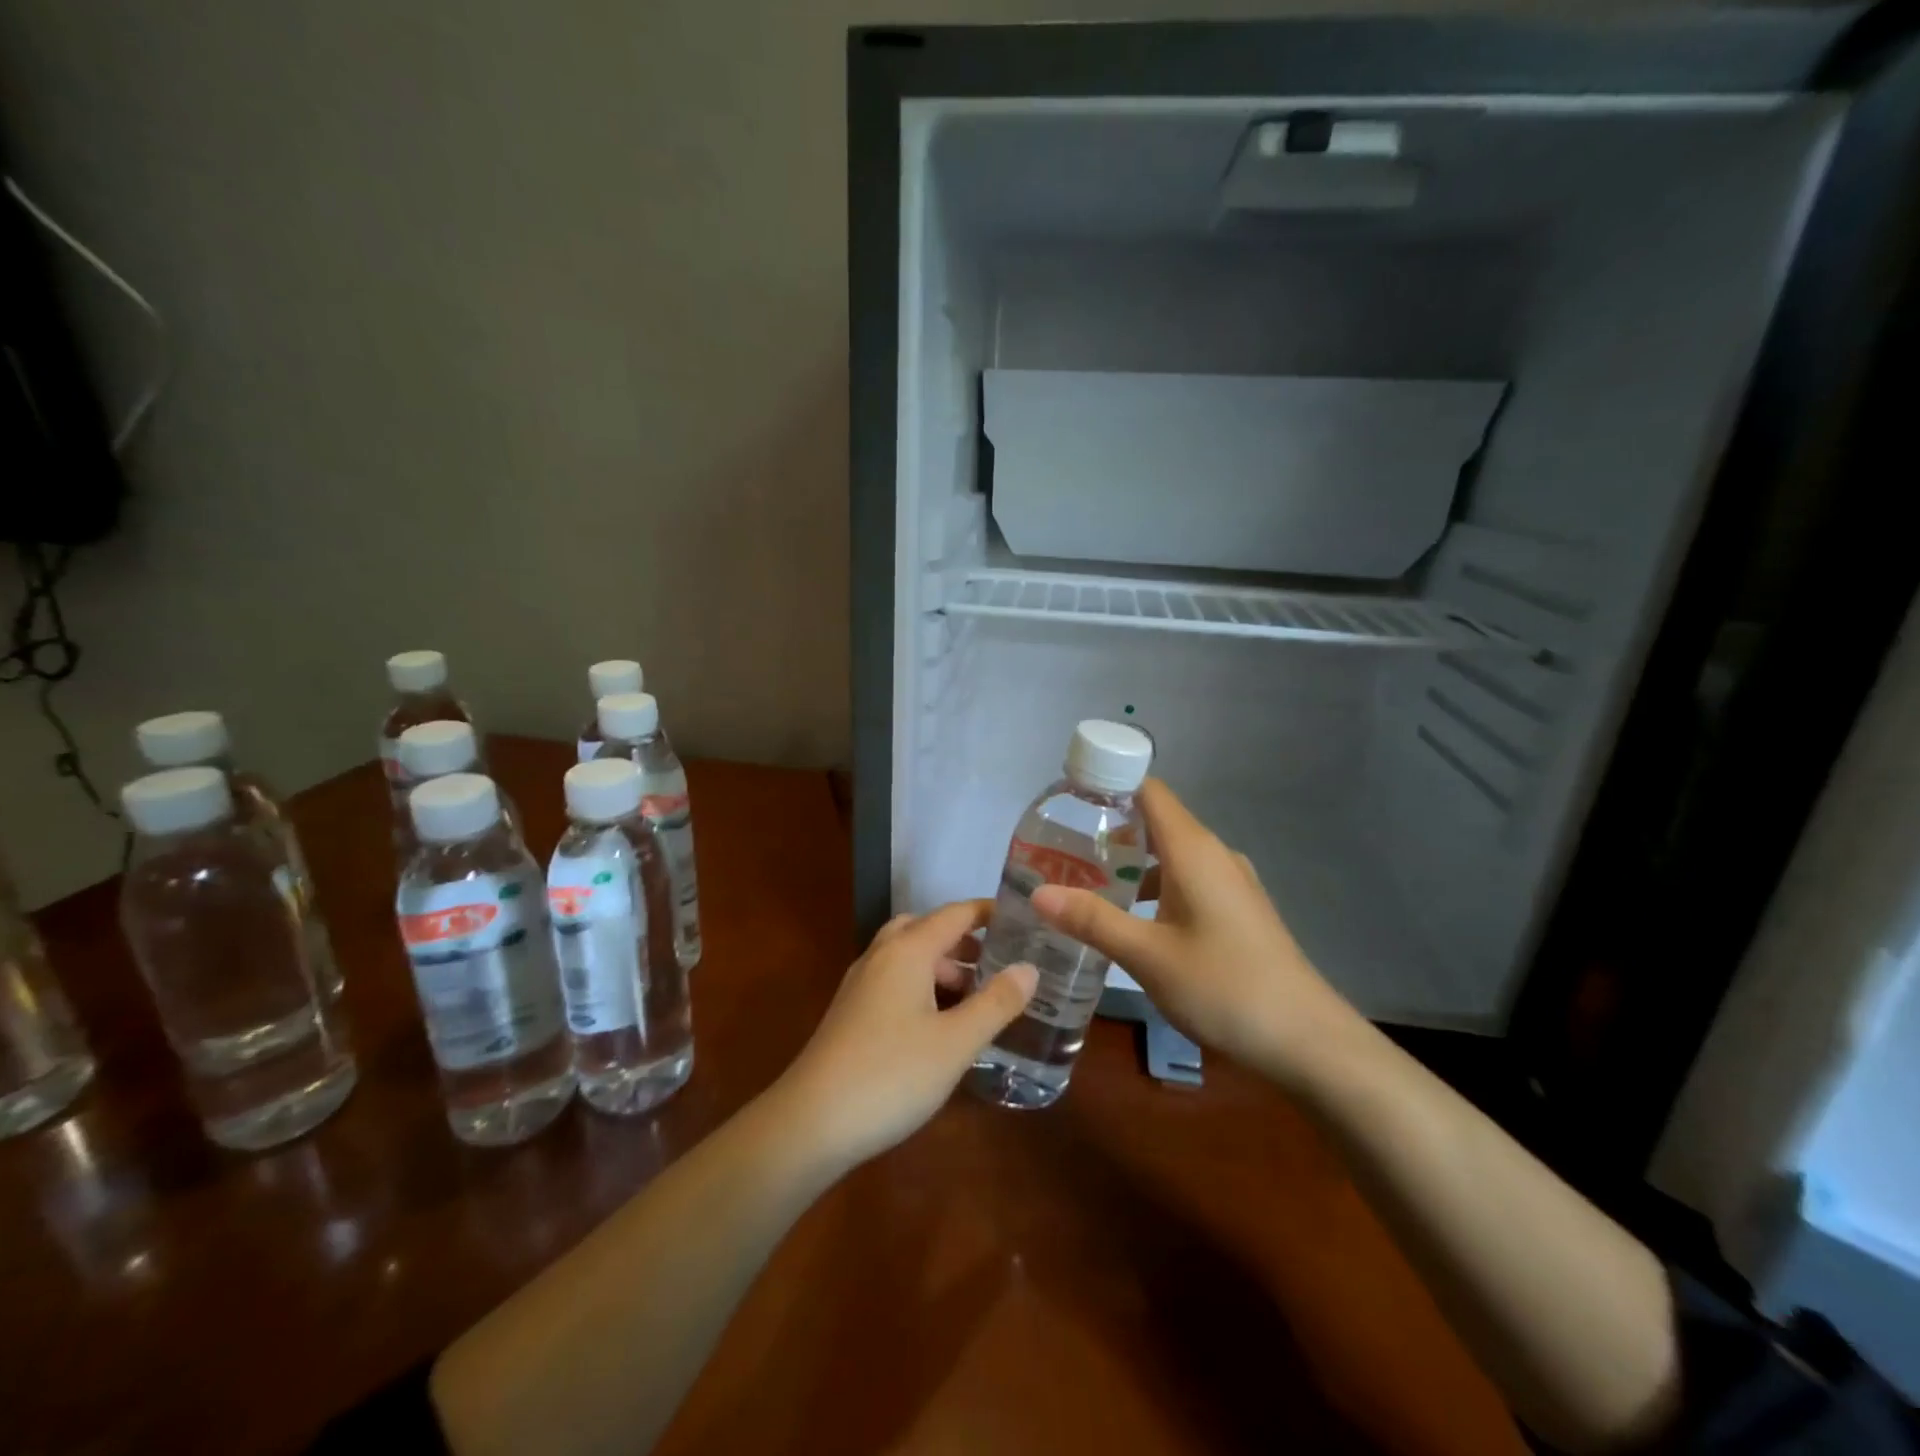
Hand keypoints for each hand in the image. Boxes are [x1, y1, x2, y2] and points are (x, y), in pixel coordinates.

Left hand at [775, 901, 1037, 1170]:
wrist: (811, 1123)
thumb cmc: (891, 1074)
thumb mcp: (956, 1042)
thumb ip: (996, 1002)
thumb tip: (1029, 967)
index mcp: (907, 950)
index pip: (955, 914)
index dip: (989, 912)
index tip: (1023, 919)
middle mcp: (881, 956)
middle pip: (927, 929)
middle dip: (965, 941)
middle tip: (1000, 963)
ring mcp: (861, 984)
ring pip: (909, 957)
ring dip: (943, 967)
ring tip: (978, 998)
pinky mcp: (852, 1012)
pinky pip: (895, 981)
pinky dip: (923, 987)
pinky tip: (941, 1023)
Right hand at [1030, 779, 1362, 1089]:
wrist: (1307, 1041)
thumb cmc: (1225, 987)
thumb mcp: (1148, 955)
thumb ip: (1093, 920)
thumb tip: (1037, 892)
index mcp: (1193, 851)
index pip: (1149, 791)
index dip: (1109, 784)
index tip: (1067, 798)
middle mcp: (1214, 855)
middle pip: (1157, 820)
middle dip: (1110, 828)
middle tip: (1061, 850)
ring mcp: (1231, 883)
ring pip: (1172, 854)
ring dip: (1131, 861)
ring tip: (1086, 883)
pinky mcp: (1238, 910)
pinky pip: (1187, 879)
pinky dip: (1154, 885)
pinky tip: (1131, 918)